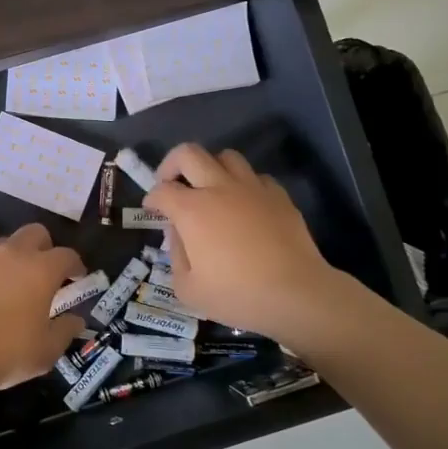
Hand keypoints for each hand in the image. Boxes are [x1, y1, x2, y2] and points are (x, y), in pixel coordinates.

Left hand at [0, 224, 85, 394]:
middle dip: (44, 248)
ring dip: (10, 252)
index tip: (76, 278)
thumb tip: (76, 319)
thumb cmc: (9, 352)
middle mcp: (15, 253)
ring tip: (8, 275)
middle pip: (36, 233)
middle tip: (43, 272)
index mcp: (43, 270)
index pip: (68, 255)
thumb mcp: (48, 350)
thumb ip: (66, 330)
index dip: (75, 265)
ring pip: (2, 239)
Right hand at [146, 144, 360, 350]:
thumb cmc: (237, 295)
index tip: (152, 210)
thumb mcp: (188, 288)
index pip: (162, 190)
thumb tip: (178, 234)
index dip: (151, 199)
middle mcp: (219, 188)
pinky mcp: (279, 196)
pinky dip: (244, 185)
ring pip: (226, 156)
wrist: (296, 294)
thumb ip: (175, 256)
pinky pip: (256, 177)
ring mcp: (252, 188)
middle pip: (189, 153)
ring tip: (210, 189)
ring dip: (211, 168)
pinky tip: (244, 205)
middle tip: (171, 184)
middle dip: (172, 164)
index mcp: (192, 210)